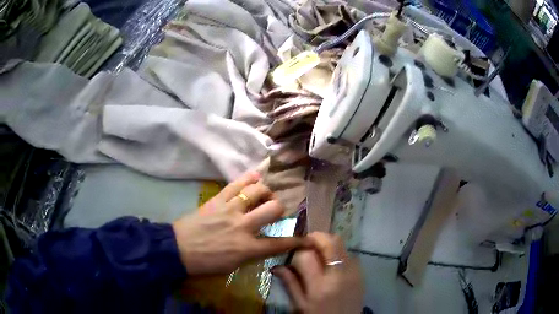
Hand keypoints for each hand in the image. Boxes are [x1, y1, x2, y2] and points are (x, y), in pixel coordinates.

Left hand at [172, 171, 309, 274]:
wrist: (178, 249)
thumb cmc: (206, 263)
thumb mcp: (233, 266)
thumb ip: (251, 254)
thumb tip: (263, 245)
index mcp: (247, 248)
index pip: (279, 244)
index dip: (298, 241)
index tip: (308, 239)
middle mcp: (243, 226)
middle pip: (273, 208)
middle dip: (280, 208)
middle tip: (275, 210)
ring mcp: (231, 209)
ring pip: (257, 191)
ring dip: (266, 192)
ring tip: (264, 195)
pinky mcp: (218, 200)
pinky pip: (236, 184)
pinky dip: (249, 178)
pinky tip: (256, 175)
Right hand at [272, 232, 362, 313]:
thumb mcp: (300, 305)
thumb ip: (290, 284)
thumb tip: (277, 266)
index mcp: (319, 286)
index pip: (307, 255)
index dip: (298, 249)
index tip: (294, 251)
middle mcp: (340, 275)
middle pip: (331, 241)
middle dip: (317, 237)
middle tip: (307, 244)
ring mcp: (354, 272)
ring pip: (342, 245)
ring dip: (328, 245)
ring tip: (319, 255)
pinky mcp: (362, 273)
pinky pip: (349, 255)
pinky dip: (338, 254)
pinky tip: (332, 265)